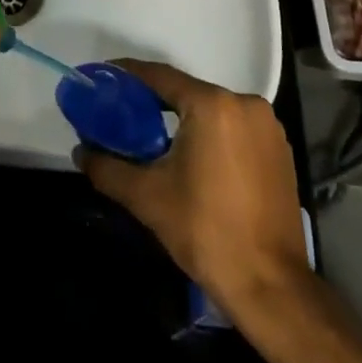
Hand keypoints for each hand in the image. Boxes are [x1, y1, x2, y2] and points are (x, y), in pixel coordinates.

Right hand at [76, 60, 308, 322]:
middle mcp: (245, 104)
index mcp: (212, 105)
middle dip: (155, 102)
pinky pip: (235, 129)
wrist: (271, 287)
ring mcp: (268, 127)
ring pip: (213, 111)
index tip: (105, 78)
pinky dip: (211, 135)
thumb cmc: (206, 232)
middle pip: (188, 92)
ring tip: (155, 138)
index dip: (129, 76)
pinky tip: (194, 158)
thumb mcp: (147, 197)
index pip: (160, 77)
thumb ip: (108, 168)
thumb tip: (80, 152)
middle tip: (124, 114)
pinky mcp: (280, 151)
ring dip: (185, 120)